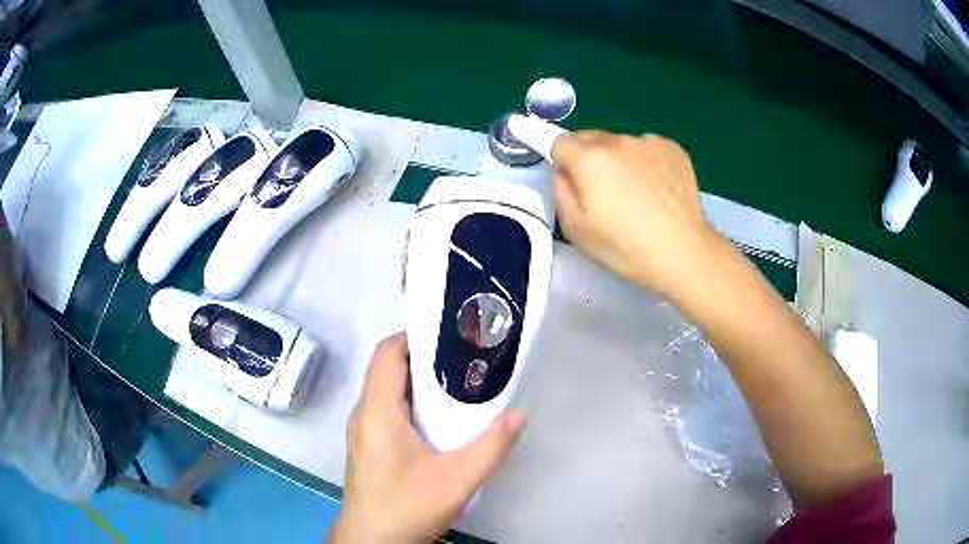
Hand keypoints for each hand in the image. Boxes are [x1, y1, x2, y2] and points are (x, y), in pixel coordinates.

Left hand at [332, 334, 525, 543]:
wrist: (372, 542)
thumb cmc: (407, 507)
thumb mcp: (457, 480)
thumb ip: (492, 446)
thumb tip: (520, 414)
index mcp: (377, 411)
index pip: (387, 353)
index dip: (416, 337)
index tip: (452, 336)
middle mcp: (363, 414)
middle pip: (388, 369)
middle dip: (425, 359)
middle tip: (465, 359)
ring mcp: (363, 432)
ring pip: (388, 391)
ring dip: (419, 383)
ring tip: (458, 384)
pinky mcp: (368, 447)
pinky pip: (387, 411)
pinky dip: (411, 404)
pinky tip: (439, 421)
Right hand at [552, 132, 717, 297]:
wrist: (684, 253)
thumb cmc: (626, 247)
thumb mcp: (576, 230)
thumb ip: (561, 192)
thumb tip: (565, 173)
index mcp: (589, 158)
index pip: (560, 142)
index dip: (562, 161)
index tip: (575, 184)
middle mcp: (618, 140)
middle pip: (591, 138)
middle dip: (590, 159)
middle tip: (605, 193)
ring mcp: (648, 142)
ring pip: (621, 144)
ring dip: (620, 160)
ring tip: (638, 195)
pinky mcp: (673, 149)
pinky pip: (647, 149)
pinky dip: (646, 163)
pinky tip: (658, 191)